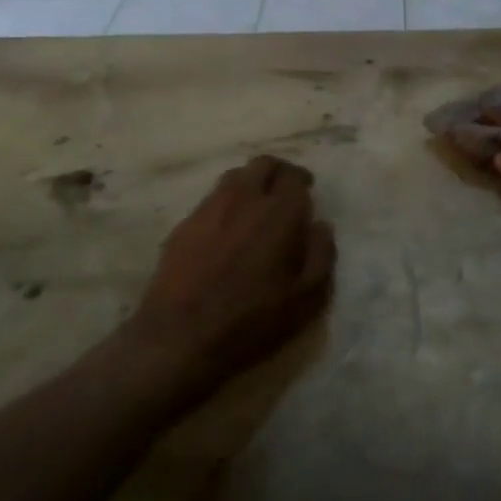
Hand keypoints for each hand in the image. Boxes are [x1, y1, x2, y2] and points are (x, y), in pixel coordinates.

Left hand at [133, 155, 335, 390]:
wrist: (179, 337)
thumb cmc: (251, 321)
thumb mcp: (305, 299)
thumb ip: (321, 255)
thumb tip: (321, 225)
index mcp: (278, 213)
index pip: (293, 177)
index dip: (302, 181)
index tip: (307, 193)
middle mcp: (244, 199)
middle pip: (263, 164)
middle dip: (278, 172)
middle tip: (285, 192)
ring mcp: (210, 208)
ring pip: (235, 175)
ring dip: (251, 182)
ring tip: (256, 205)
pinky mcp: (185, 223)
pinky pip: (212, 197)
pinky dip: (227, 201)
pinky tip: (228, 227)